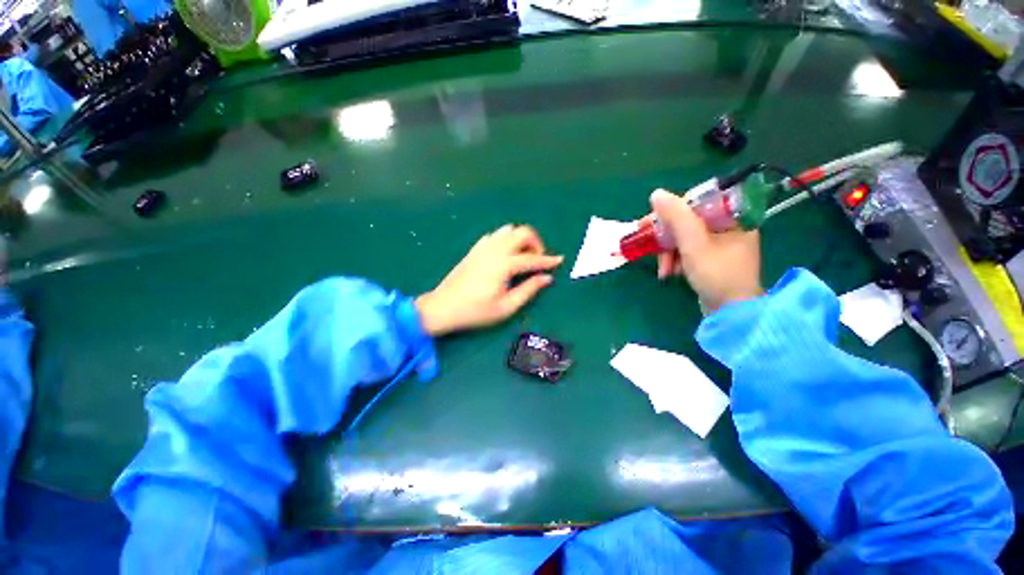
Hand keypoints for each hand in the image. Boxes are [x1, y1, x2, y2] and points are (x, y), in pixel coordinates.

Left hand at [415, 225, 562, 335]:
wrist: (443, 307)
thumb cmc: (476, 311)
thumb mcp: (506, 307)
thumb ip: (528, 290)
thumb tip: (546, 278)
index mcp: (504, 264)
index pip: (532, 258)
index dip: (548, 260)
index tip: (560, 261)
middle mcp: (495, 250)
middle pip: (522, 232)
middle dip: (535, 243)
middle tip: (536, 261)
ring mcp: (483, 247)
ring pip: (508, 230)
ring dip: (520, 240)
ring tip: (521, 258)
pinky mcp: (475, 249)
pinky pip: (495, 235)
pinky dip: (505, 240)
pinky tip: (504, 255)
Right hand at [650, 189, 761, 312]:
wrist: (731, 313)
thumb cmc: (717, 275)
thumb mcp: (693, 244)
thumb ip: (676, 217)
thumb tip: (656, 194)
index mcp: (733, 218)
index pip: (696, 203)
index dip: (671, 211)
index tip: (650, 222)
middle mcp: (728, 227)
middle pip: (687, 222)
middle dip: (666, 237)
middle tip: (645, 242)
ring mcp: (719, 244)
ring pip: (684, 238)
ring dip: (668, 252)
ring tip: (662, 270)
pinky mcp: (710, 259)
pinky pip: (687, 251)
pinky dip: (675, 260)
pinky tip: (669, 273)